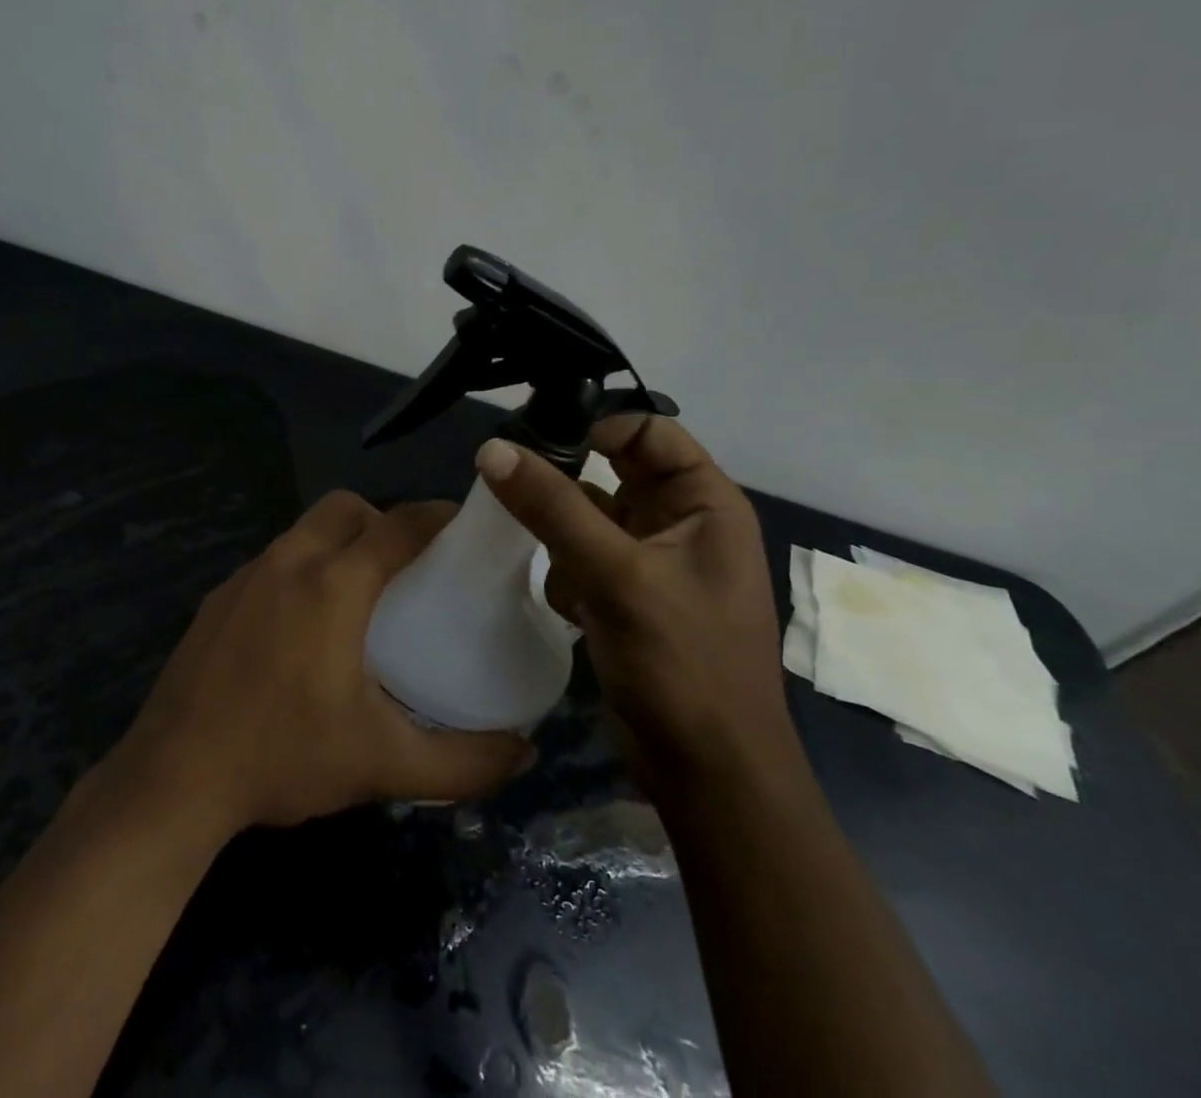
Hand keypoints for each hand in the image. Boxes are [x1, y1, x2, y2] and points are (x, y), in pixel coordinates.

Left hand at [107, 492, 534, 835]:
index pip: (400, 524)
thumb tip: (525, 749)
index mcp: (334, 583)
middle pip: (346, 507)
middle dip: (382, 520)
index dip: (438, 516)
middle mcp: (290, 561)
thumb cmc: (283, 757)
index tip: (466, 528)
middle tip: (407, 568)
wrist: (173, 778)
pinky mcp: (219, 596)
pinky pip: (274, 560)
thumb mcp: (384, 765)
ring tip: (359, 597)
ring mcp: (247, 575)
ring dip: (339, 543)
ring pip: (305, 530)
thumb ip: (464, 762)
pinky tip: (302, 627)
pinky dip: (301, 569)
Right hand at [475, 416, 789, 774]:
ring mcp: (655, 562)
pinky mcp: (629, 597)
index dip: (598, 426)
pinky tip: (570, 608)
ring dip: (564, 537)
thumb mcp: (617, 576)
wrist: (707, 774)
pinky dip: (568, 574)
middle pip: (614, 474)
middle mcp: (684, 523)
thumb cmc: (682, 663)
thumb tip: (493, 448)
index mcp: (707, 504)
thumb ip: (553, 508)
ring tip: (554, 563)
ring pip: (591, 518)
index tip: (536, 438)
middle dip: (569, 485)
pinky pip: (584, 559)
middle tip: (512, 481)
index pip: (650, 431)